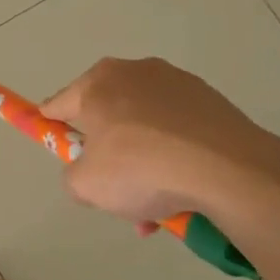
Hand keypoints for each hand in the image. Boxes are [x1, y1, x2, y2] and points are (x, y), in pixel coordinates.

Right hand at [41, 57, 279, 232]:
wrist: (228, 169)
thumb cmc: (142, 168)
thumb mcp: (86, 186)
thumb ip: (73, 176)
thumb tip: (86, 172)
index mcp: (96, 83)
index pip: (58, 104)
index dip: (51, 127)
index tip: (56, 146)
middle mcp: (133, 72)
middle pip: (106, 115)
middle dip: (107, 153)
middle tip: (114, 189)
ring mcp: (175, 82)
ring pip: (144, 127)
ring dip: (143, 162)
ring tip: (156, 206)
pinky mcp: (210, 99)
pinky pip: (177, 130)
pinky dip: (174, 156)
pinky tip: (184, 192)